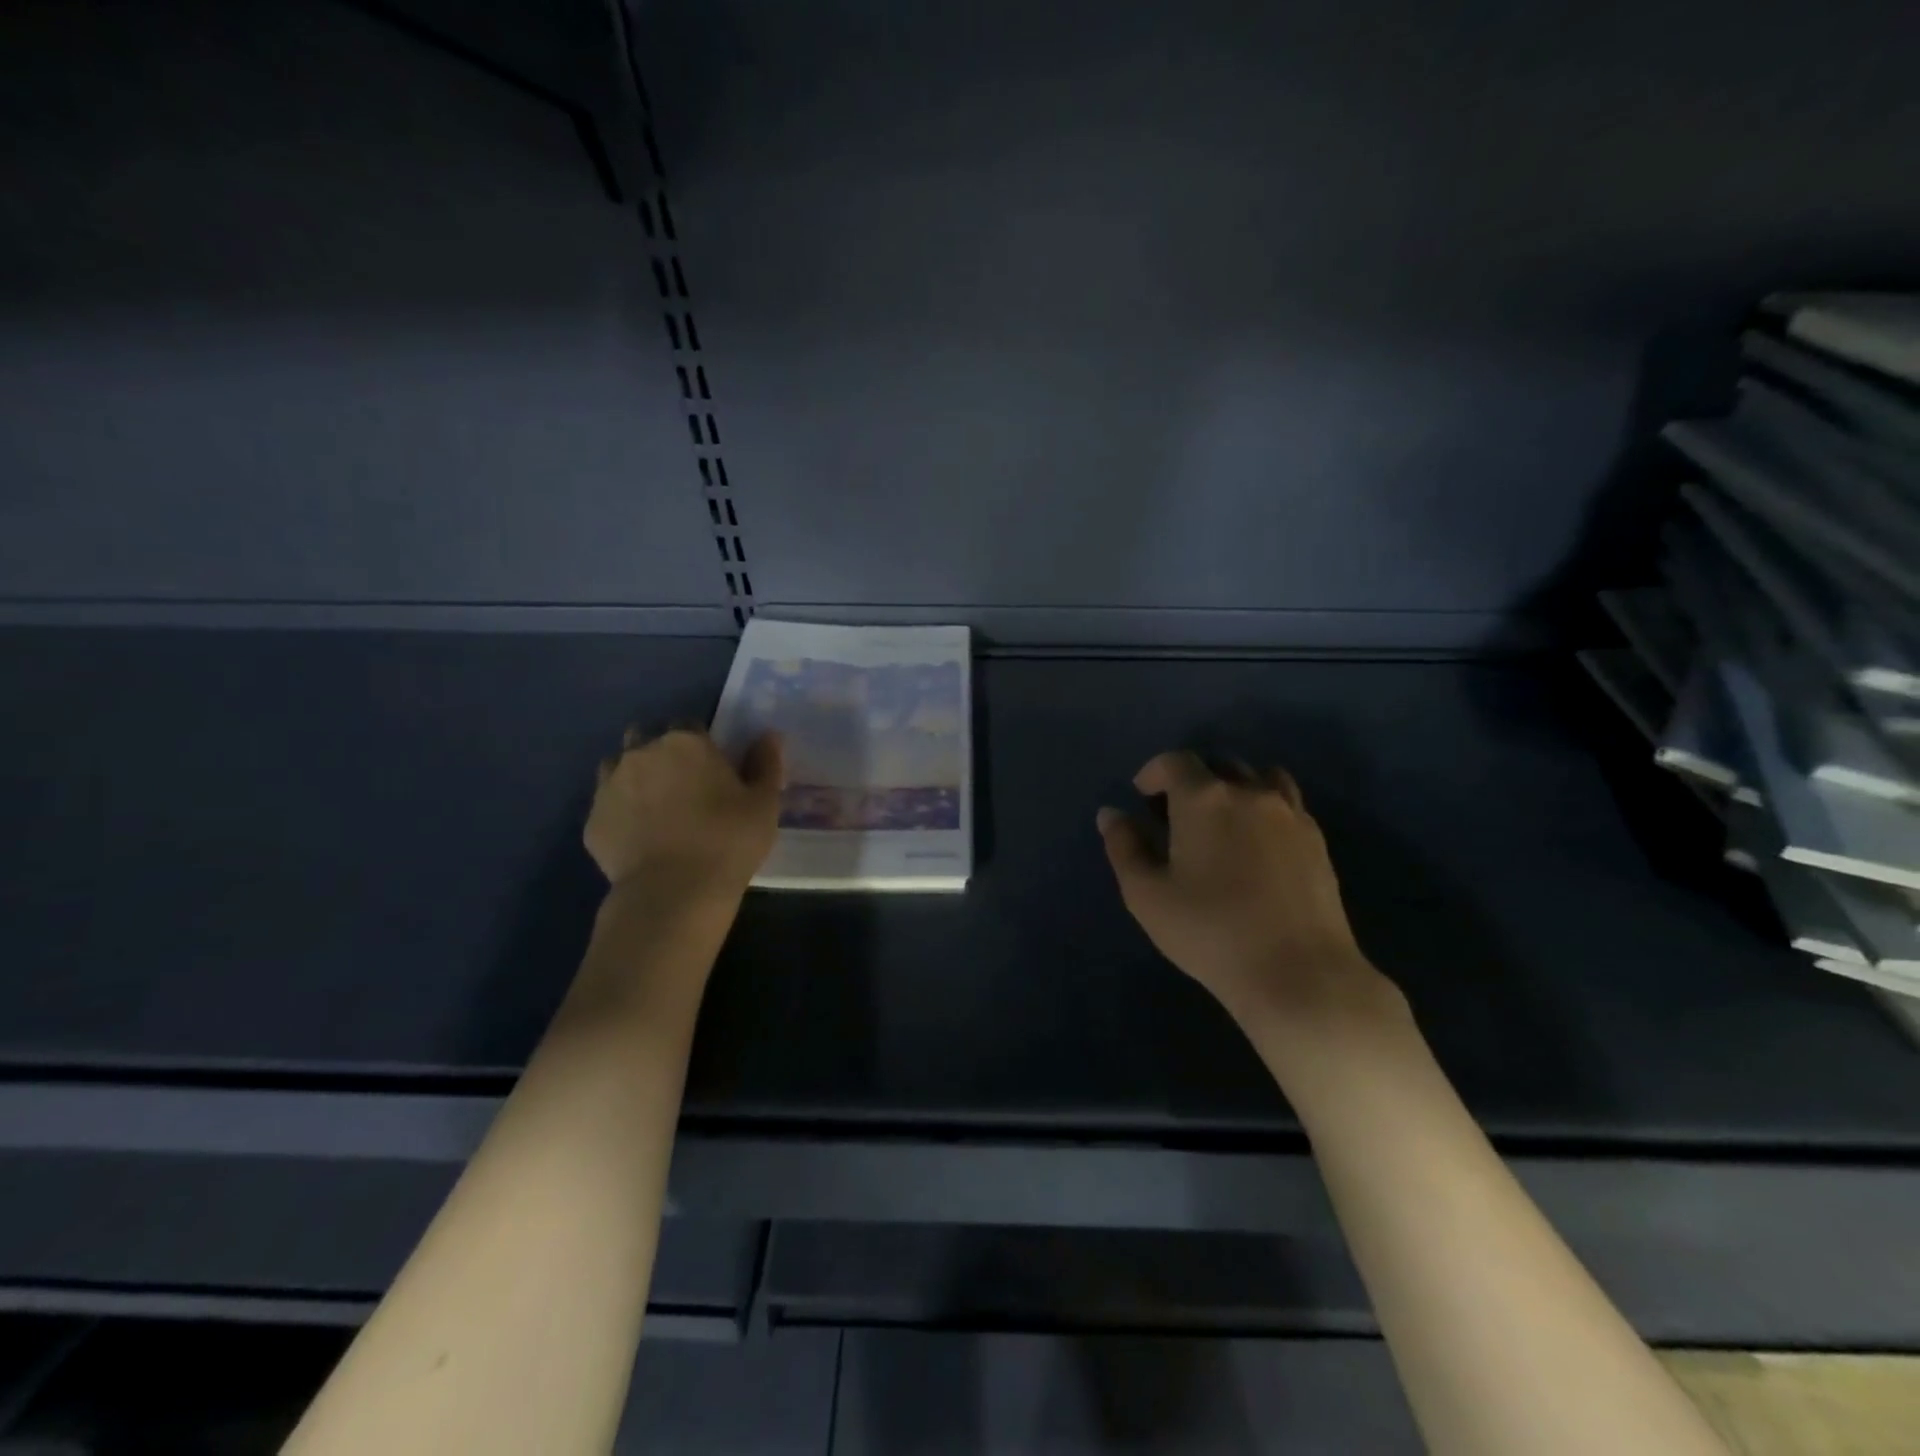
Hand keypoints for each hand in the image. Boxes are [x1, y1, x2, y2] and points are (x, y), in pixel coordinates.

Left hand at [584, 727, 784, 903]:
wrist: (672, 893)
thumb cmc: (728, 841)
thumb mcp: (764, 803)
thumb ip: (766, 763)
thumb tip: (768, 736)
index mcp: (686, 742)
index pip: (690, 725)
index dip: (701, 744)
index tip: (713, 768)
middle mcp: (642, 753)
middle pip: (647, 738)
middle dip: (661, 752)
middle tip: (683, 785)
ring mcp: (610, 785)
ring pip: (619, 767)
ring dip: (635, 778)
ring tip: (657, 809)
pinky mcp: (592, 821)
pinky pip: (607, 806)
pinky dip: (620, 814)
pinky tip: (639, 837)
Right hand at [1098, 751, 1399, 1039]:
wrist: (1297, 973)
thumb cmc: (1210, 932)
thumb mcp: (1146, 895)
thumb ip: (1124, 847)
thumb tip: (1111, 814)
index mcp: (1204, 798)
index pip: (1175, 761)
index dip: (1154, 772)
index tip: (1142, 796)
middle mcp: (1249, 792)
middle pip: (1219, 764)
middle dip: (1192, 779)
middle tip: (1177, 814)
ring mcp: (1290, 813)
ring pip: (1259, 777)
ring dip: (1234, 787)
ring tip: (1222, 821)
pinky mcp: (1317, 839)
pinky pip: (1286, 804)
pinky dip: (1264, 808)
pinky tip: (1256, 845)